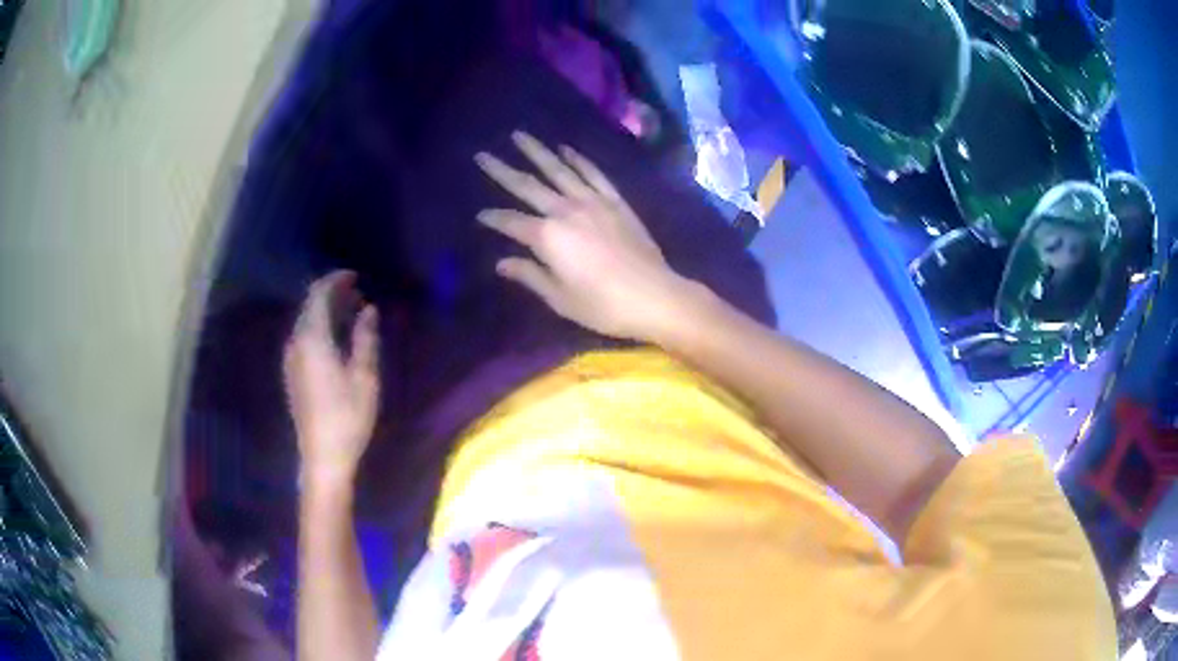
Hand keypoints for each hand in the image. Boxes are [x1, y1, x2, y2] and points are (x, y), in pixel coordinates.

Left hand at [284, 271, 379, 488]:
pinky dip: (320, 327)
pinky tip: (336, 338)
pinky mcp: (292, 373)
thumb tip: (368, 310)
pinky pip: (304, 337)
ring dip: (326, 311)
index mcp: (312, 339)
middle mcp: (296, 343)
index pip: (318, 294)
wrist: (322, 457)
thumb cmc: (347, 417)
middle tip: (358, 292)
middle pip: (309, 306)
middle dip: (332, 294)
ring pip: (306, 321)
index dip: (335, 280)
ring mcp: (291, 359)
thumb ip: (365, 338)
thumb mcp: (364, 377)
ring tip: (352, 312)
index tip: (355, 275)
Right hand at [475, 131, 693, 342]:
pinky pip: (593, 174)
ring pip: (559, 170)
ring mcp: (593, 201)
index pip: (511, 222)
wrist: (655, 296)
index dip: (493, 218)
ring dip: (538, 151)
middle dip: (502, 170)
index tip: (480, 216)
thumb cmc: (603, 305)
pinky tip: (566, 149)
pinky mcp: (616, 201)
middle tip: (482, 155)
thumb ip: (529, 275)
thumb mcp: (560, 298)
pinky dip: (578, 160)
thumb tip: (501, 262)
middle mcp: (566, 210)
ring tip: (519, 136)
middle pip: (528, 186)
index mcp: (547, 237)